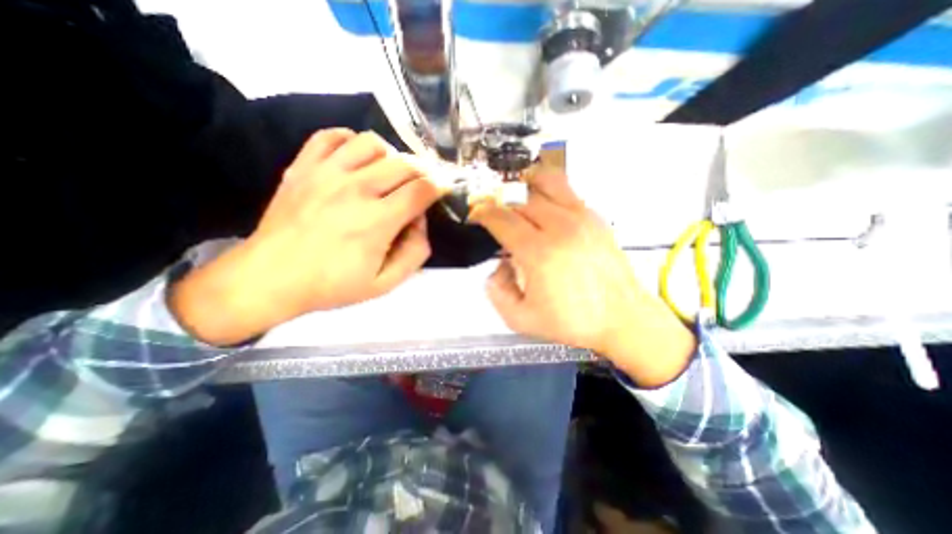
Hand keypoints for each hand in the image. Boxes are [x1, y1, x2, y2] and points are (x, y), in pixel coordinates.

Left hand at [168, 129, 443, 346]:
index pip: (421, 189)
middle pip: (404, 163)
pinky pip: (331, 136)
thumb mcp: (385, 284)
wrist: (269, 279)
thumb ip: (414, 254)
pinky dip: (351, 140)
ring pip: (372, 143)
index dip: (439, 186)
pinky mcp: (303, 167)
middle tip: (422, 184)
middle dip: (423, 171)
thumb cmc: (331, 285)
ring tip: (391, 172)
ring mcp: (326, 173)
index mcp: (377, 221)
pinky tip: (357, 158)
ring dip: (391, 155)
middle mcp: (355, 189)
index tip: (442, 190)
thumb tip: (420, 223)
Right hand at [473, 168, 696, 386]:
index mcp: (538, 252)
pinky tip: (545, 205)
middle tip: (495, 214)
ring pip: (546, 183)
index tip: (476, 214)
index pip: (501, 219)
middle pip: (520, 200)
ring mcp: (581, 218)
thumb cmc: (573, 321)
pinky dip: (549, 191)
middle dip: (501, 204)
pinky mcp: (595, 218)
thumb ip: (497, 291)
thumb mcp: (521, 319)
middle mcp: (559, 227)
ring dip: (525, 185)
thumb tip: (498, 267)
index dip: (483, 213)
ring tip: (517, 192)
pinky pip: (567, 192)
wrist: (622, 318)